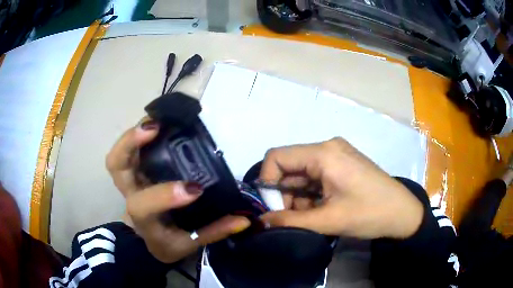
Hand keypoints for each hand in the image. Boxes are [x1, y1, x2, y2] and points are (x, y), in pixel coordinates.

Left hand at [106, 119, 249, 262]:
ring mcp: (131, 179)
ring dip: (135, 132)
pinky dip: (141, 132)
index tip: (196, 188)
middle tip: (155, 128)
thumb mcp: (189, 244)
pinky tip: (161, 124)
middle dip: (130, 143)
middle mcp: (131, 194)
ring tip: (158, 119)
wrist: (147, 237)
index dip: (165, 195)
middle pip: (116, 166)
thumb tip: (243, 220)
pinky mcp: (136, 169)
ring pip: (120, 152)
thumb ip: (214, 232)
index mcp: (142, 219)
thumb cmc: (166, 242)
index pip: (142, 205)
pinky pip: (131, 148)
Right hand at [259, 138, 422, 238]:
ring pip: (301, 174)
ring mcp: (336, 155)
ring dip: (298, 197)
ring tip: (311, 218)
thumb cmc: (369, 214)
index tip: (272, 209)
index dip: (266, 182)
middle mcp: (327, 148)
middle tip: (290, 219)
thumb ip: (290, 221)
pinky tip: (320, 210)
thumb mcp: (328, 220)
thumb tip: (261, 221)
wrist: (402, 213)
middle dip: (284, 194)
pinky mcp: (342, 164)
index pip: (277, 157)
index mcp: (324, 154)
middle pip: (289, 166)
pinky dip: (310, 194)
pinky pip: (315, 176)